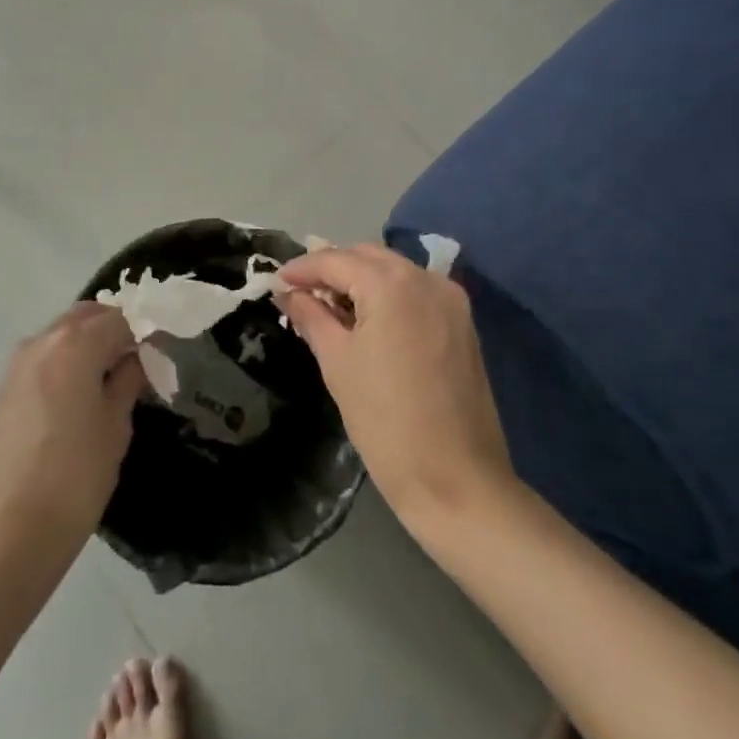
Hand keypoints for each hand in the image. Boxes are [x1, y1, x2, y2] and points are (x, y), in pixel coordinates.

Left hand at [0, 303, 146, 542]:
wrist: (12, 529)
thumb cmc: (77, 474)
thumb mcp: (116, 424)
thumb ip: (128, 379)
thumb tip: (137, 358)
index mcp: (76, 344)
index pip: (120, 318)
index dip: (143, 333)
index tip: (158, 356)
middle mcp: (43, 341)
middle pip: (86, 316)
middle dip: (112, 329)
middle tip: (134, 362)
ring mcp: (17, 363)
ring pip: (61, 334)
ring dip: (86, 344)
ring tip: (106, 380)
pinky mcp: (3, 388)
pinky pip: (42, 358)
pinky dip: (63, 362)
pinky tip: (74, 398)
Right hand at [279, 245, 513, 527]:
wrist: (456, 481)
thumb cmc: (385, 420)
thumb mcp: (337, 362)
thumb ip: (311, 316)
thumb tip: (289, 293)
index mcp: (392, 284)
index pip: (336, 260)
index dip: (302, 268)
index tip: (275, 281)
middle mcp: (426, 278)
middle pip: (368, 257)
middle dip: (332, 268)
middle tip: (300, 292)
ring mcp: (450, 299)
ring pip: (393, 272)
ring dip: (359, 280)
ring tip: (328, 305)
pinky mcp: (463, 323)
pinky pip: (415, 292)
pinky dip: (387, 295)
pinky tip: (365, 318)